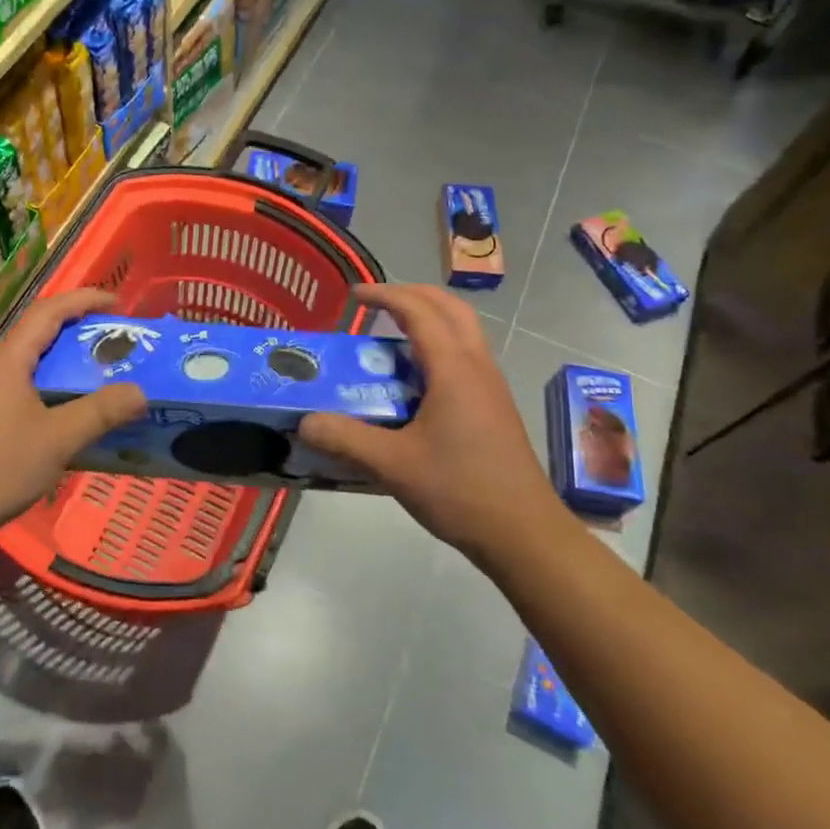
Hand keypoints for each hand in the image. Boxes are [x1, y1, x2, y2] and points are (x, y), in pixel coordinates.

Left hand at [0, 288, 144, 536]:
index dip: (83, 300)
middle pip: (37, 329)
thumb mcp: (59, 439)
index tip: (117, 303)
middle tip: (113, 335)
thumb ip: (100, 411)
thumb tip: (140, 392)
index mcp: (9, 359)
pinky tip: (65, 402)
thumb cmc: (0, 466)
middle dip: (76, 325)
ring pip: (28, 357)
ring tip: (96, 365)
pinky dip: (49, 378)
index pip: (48, 311)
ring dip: (62, 354)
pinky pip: (21, 379)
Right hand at [298, 284, 567, 559]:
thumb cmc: (460, 490)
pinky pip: (465, 355)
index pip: (418, 311)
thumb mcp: (393, 465)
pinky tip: (413, 379)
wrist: (524, 533)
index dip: (385, 295)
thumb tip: (305, 421)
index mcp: (453, 368)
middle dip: (412, 295)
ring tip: (390, 336)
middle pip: (449, 308)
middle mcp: (476, 366)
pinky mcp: (494, 406)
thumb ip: (345, 438)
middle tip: (377, 304)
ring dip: (428, 319)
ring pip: (462, 330)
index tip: (353, 296)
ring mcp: (490, 386)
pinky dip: (438, 346)